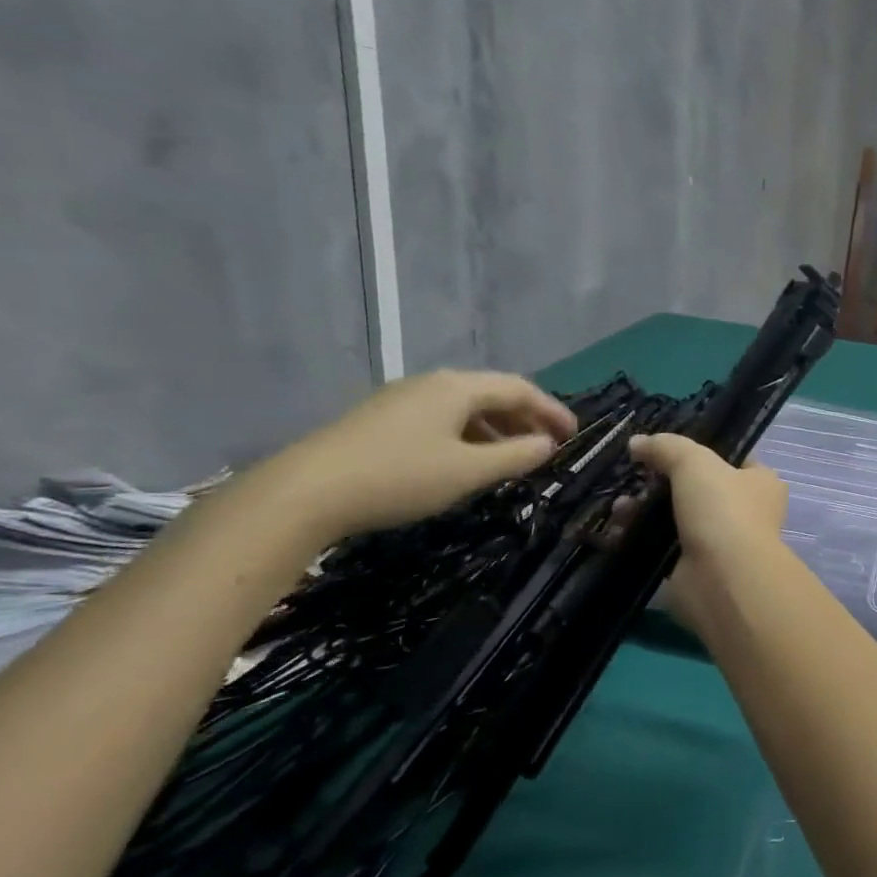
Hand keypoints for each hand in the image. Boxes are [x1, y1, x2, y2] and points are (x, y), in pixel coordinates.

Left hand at [263, 371, 576, 540]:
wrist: (302, 493)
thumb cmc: (399, 477)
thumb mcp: (468, 471)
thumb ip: (515, 456)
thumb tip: (546, 444)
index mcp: (457, 388)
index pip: (519, 389)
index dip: (551, 410)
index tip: (573, 435)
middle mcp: (432, 384)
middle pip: (491, 394)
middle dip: (524, 419)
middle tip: (546, 447)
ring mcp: (401, 400)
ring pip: (464, 408)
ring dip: (496, 430)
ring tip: (511, 458)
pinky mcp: (380, 421)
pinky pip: (440, 419)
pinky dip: (467, 436)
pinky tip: (465, 462)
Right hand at [626, 433, 787, 630]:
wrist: (723, 578)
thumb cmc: (723, 510)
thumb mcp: (694, 462)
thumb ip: (667, 447)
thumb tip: (637, 442)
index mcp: (762, 482)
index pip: (734, 459)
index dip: (703, 450)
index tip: (666, 447)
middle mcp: (747, 512)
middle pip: (698, 489)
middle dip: (662, 482)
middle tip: (634, 476)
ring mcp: (721, 543)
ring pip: (677, 517)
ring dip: (646, 510)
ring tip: (620, 507)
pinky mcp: (695, 569)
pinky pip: (663, 546)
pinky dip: (641, 538)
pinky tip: (618, 530)